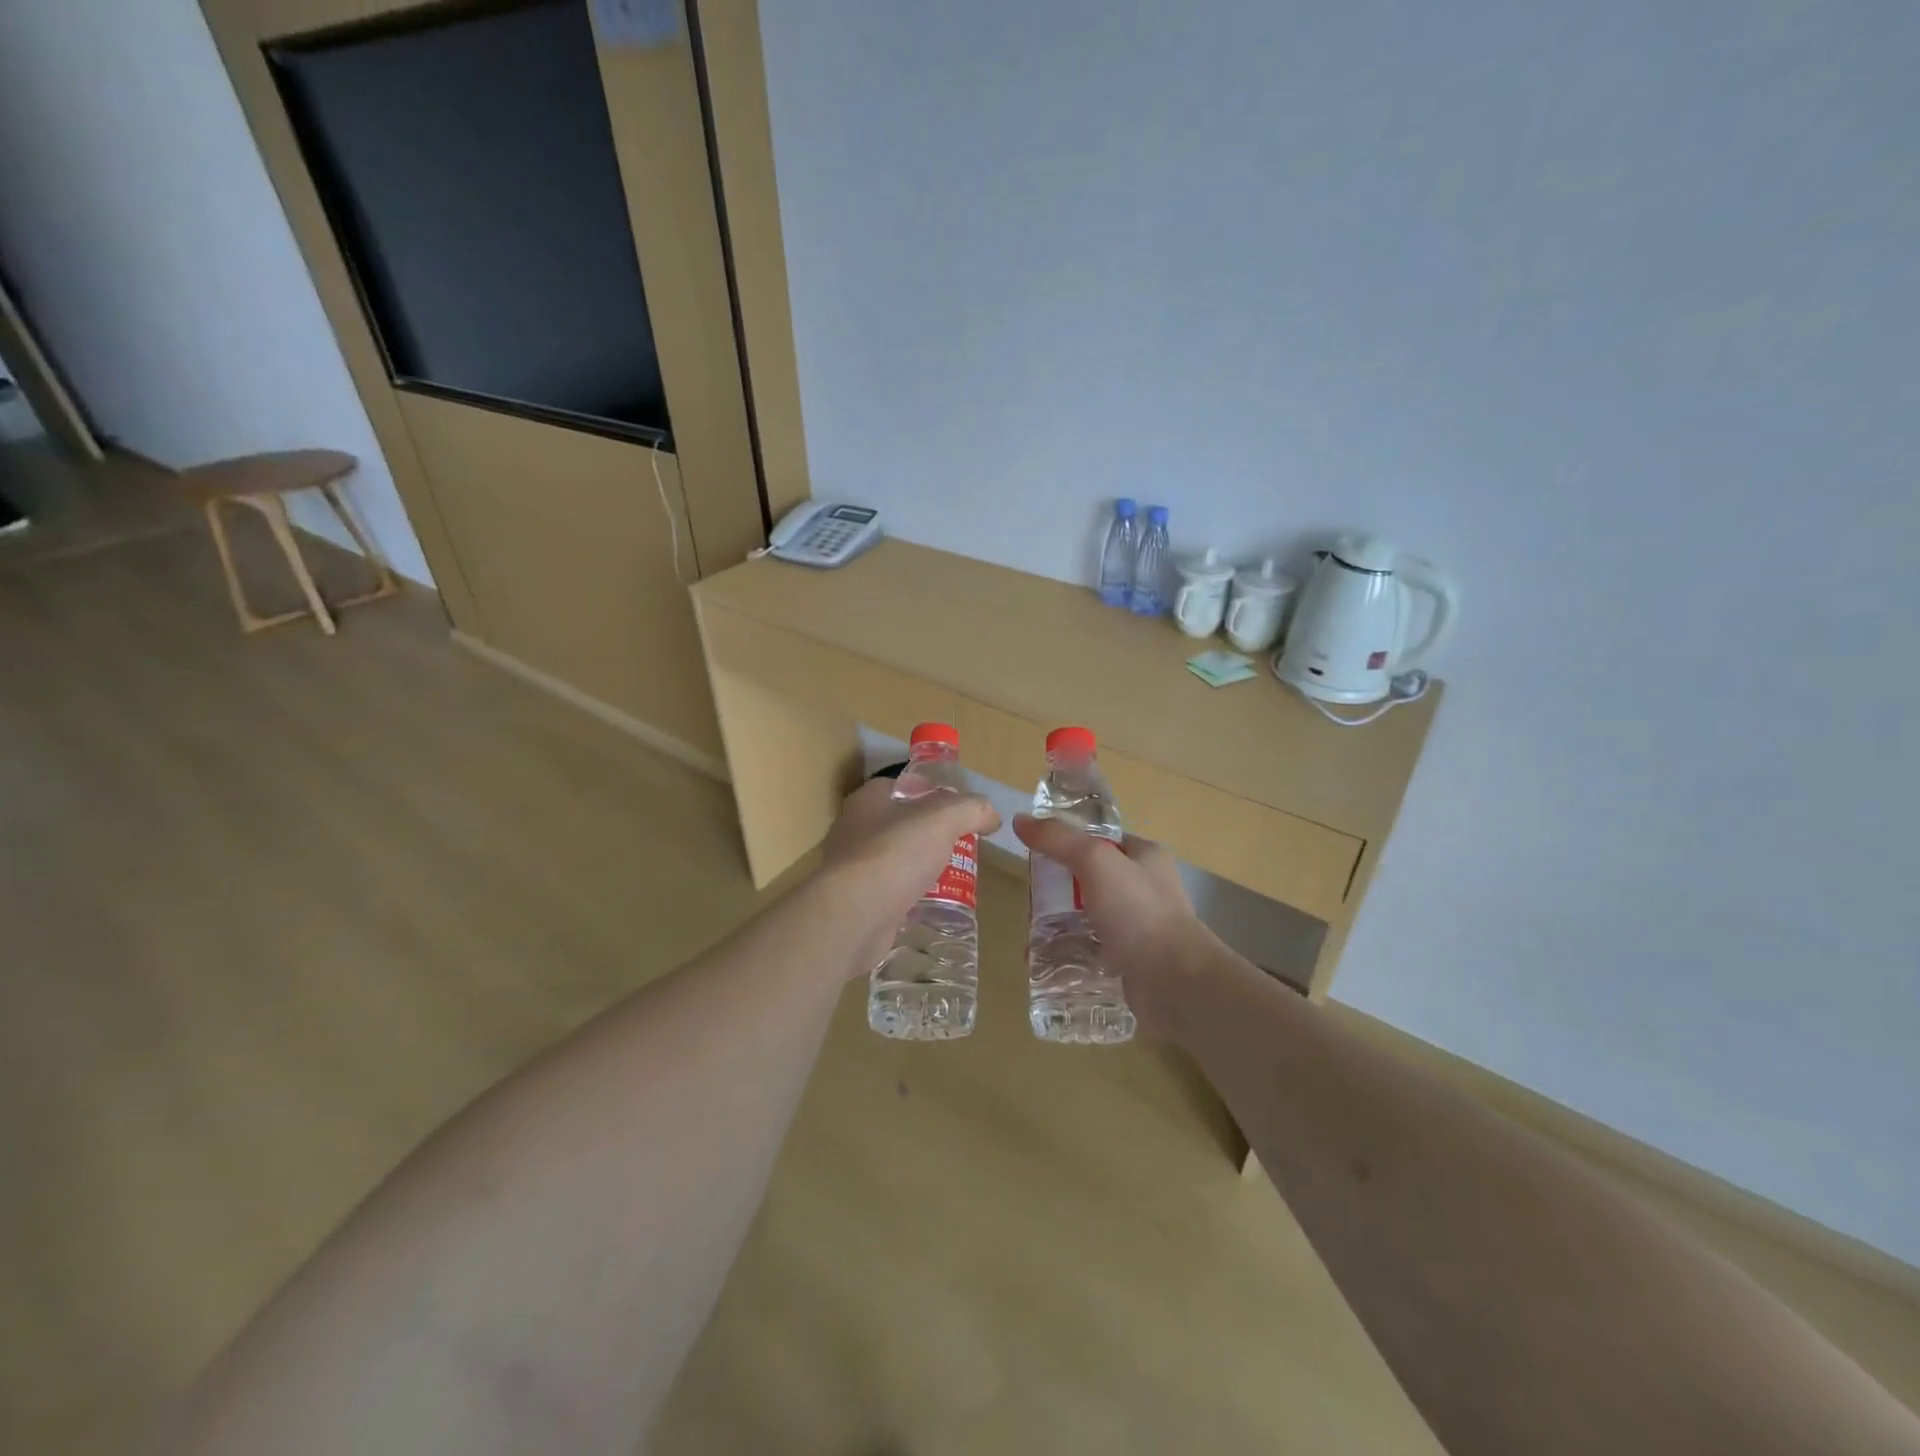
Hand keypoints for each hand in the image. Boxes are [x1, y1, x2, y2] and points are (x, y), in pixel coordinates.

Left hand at [819, 777, 1000, 975]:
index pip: (904, 786)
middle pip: (901, 823)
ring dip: (920, 866)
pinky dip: (909, 895)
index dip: (933, 793)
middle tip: (962, 846)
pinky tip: (931, 904)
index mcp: (868, 799)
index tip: (960, 810)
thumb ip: (971, 809)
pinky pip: (890, 892)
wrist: (854, 915)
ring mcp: (852, 867)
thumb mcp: (943, 819)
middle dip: (930, 834)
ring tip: (953, 877)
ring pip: (896, 859)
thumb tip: (991, 814)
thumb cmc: (895, 854)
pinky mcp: (856, 901)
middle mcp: (854, 829)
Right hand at [1011, 814, 1223, 1031]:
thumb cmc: (1138, 912)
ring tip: (1030, 940)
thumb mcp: (1096, 861)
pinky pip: (1088, 952)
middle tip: (1030, 905)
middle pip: (1086, 880)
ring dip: (1056, 927)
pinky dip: (1065, 957)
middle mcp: (1144, 888)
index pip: (1098, 840)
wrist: (1175, 983)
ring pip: (1085, 918)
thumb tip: (1021, 820)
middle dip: (1055, 892)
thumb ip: (1058, 839)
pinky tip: (1043, 965)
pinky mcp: (1129, 961)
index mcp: (1144, 856)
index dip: (1065, 843)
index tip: (1034, 857)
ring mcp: (1137, 927)